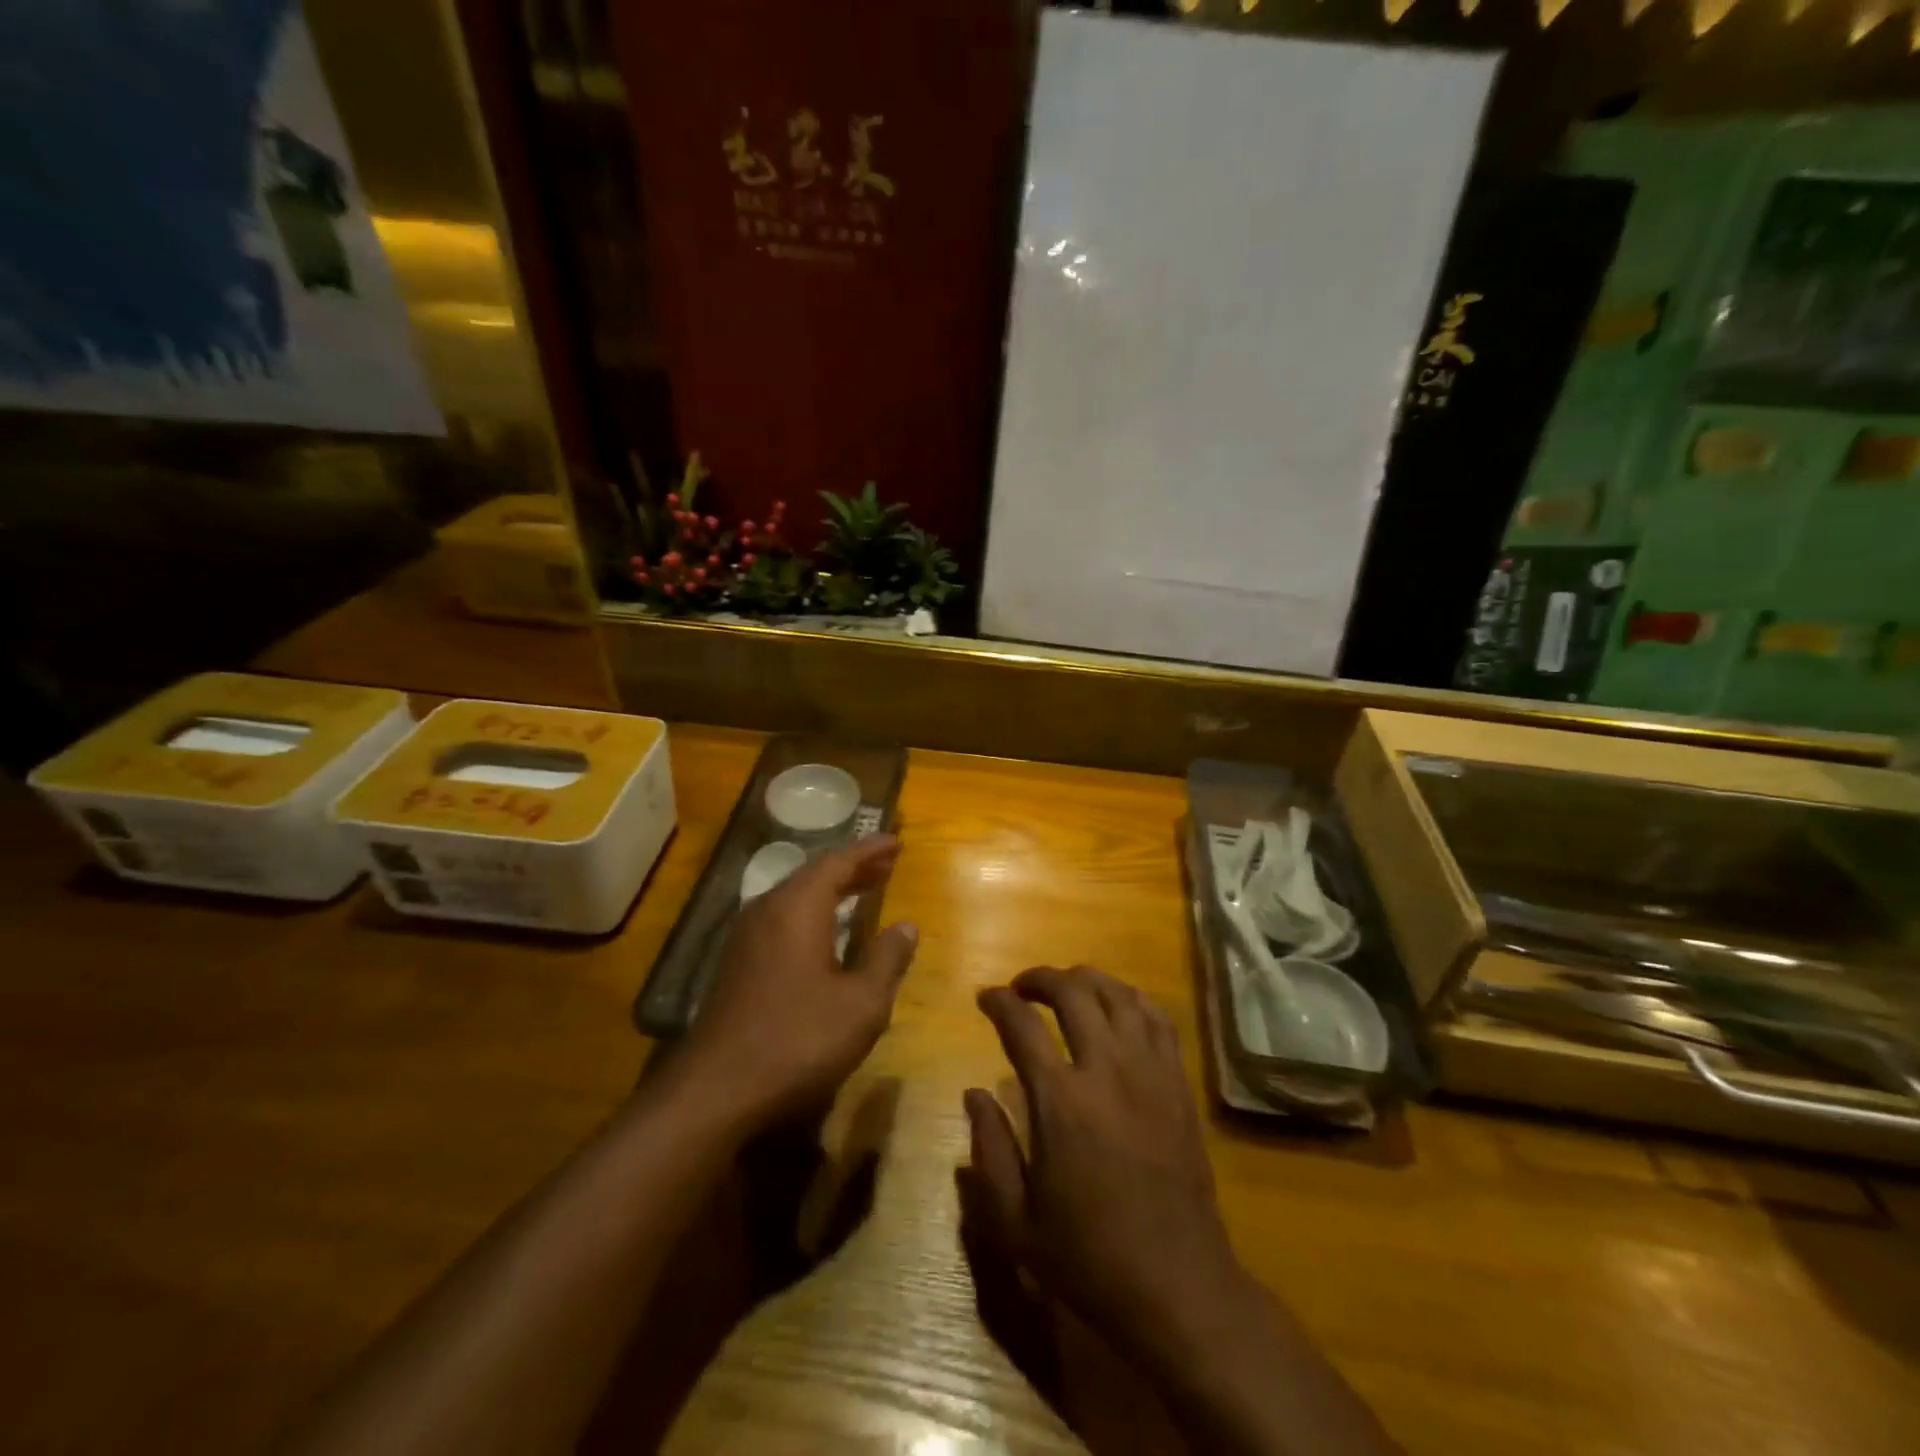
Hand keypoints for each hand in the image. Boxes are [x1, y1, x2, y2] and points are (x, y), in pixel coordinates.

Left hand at [680, 835, 917, 1132]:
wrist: (717, 1090)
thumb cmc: (798, 1039)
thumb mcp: (861, 1004)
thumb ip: (887, 959)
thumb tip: (907, 926)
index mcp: (798, 907)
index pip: (838, 862)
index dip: (870, 851)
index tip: (896, 843)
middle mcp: (768, 910)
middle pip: (814, 874)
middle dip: (853, 867)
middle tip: (887, 864)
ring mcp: (747, 936)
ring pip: (796, 896)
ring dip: (832, 889)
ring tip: (864, 889)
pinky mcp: (737, 962)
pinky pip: (782, 917)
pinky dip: (813, 911)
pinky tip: (827, 930)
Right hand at [965, 966, 1250, 1368]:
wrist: (1176, 1285)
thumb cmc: (1088, 1256)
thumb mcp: (1015, 1220)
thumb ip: (989, 1149)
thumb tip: (974, 1093)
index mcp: (1060, 1101)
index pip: (1021, 1024)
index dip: (998, 1002)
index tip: (985, 997)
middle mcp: (1106, 1069)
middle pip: (1073, 992)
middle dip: (1041, 978)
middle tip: (1022, 988)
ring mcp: (1149, 1071)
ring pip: (1118, 994)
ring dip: (1086, 980)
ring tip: (1067, 989)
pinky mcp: (1178, 1082)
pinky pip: (1158, 1018)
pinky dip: (1131, 999)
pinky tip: (1117, 1007)